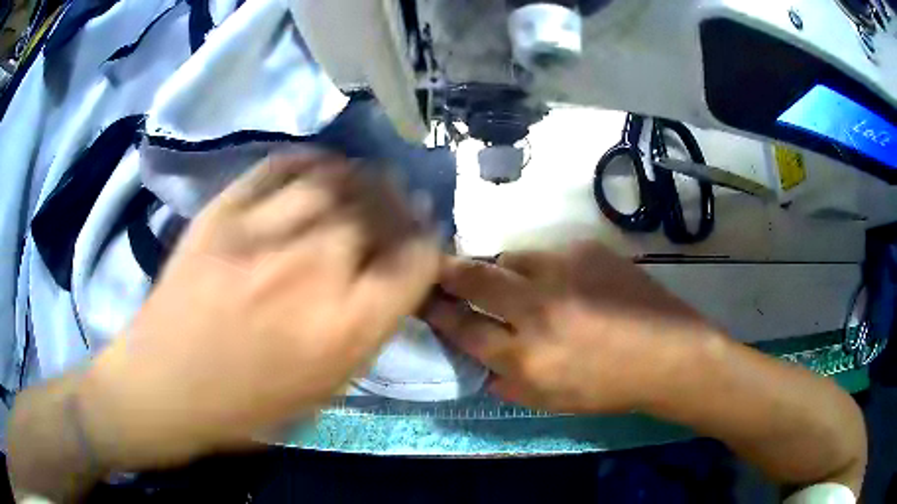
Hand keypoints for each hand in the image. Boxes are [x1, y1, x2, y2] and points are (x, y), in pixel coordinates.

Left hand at [79, 152, 439, 468]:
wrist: (163, 385)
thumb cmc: (245, 406)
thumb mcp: (322, 389)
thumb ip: (365, 330)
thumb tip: (391, 281)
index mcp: (343, 329)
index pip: (416, 264)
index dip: (429, 248)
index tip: (425, 243)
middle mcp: (311, 272)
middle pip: (380, 214)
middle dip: (402, 207)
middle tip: (403, 205)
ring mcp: (261, 234)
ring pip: (335, 182)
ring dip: (362, 179)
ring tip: (367, 181)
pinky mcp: (222, 213)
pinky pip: (279, 167)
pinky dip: (310, 161)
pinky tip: (321, 168)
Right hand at [423, 242, 720, 413]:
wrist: (668, 353)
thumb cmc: (610, 388)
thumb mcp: (552, 401)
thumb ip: (507, 383)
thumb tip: (479, 362)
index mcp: (527, 357)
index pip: (463, 327)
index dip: (437, 311)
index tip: (423, 299)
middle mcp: (539, 309)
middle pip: (475, 278)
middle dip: (448, 271)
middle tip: (437, 267)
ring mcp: (565, 272)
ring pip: (510, 258)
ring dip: (503, 270)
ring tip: (516, 283)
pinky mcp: (587, 250)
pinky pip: (549, 253)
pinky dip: (544, 268)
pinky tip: (566, 283)